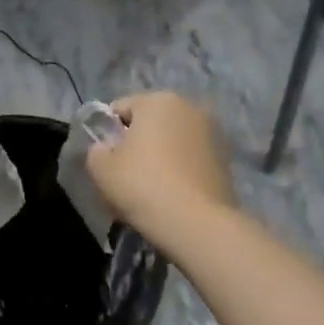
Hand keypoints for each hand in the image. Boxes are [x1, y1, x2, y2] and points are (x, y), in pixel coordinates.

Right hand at [84, 91, 236, 253]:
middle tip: (126, 175)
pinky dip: (180, 170)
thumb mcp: (101, 168)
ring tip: (151, 188)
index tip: (105, 160)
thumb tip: (106, 149)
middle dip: (137, 142)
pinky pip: (191, 159)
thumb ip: (96, 151)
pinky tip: (172, 194)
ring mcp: (213, 133)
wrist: (197, 223)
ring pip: (173, 141)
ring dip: (161, 156)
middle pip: (150, 122)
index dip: (107, 133)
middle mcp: (190, 107)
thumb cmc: (142, 186)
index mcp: (158, 100)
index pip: (120, 109)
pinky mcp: (226, 159)